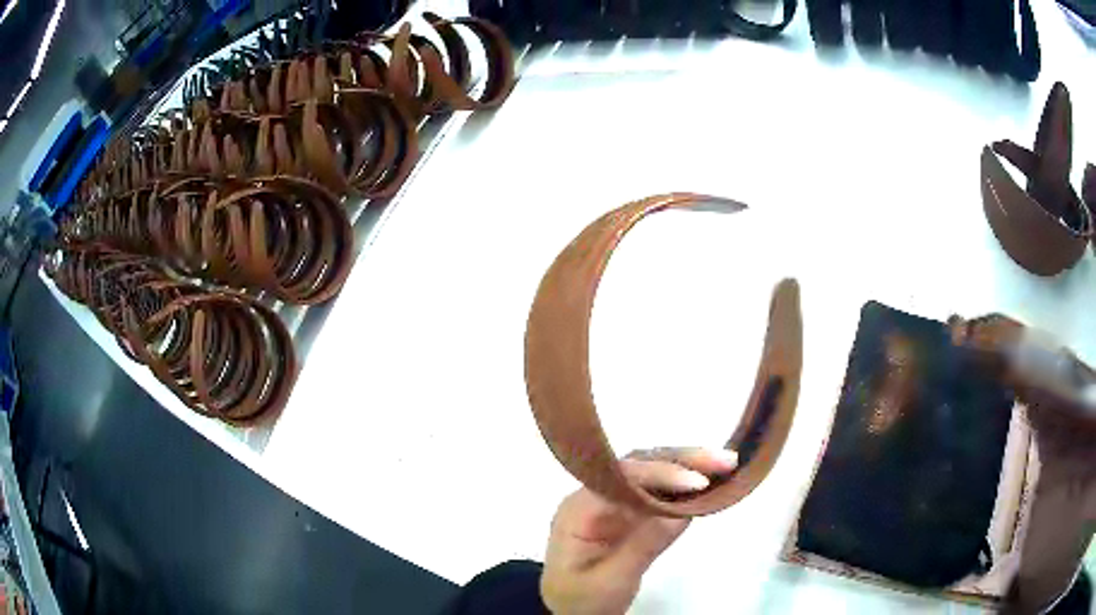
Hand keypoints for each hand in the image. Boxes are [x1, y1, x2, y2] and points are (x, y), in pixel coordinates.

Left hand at [540, 448, 737, 614]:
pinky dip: (684, 487)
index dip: (660, 474)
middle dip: (682, 461)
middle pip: (639, 466)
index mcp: (579, 510)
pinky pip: (658, 492)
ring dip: (688, 467)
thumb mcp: (611, 580)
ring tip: (725, 465)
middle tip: (725, 461)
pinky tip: (710, 484)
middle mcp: (595, 497)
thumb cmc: (581, 600)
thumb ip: (644, 545)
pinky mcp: (630, 514)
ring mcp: (613, 504)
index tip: (698, 482)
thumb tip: (684, 511)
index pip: (620, 478)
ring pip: (651, 473)